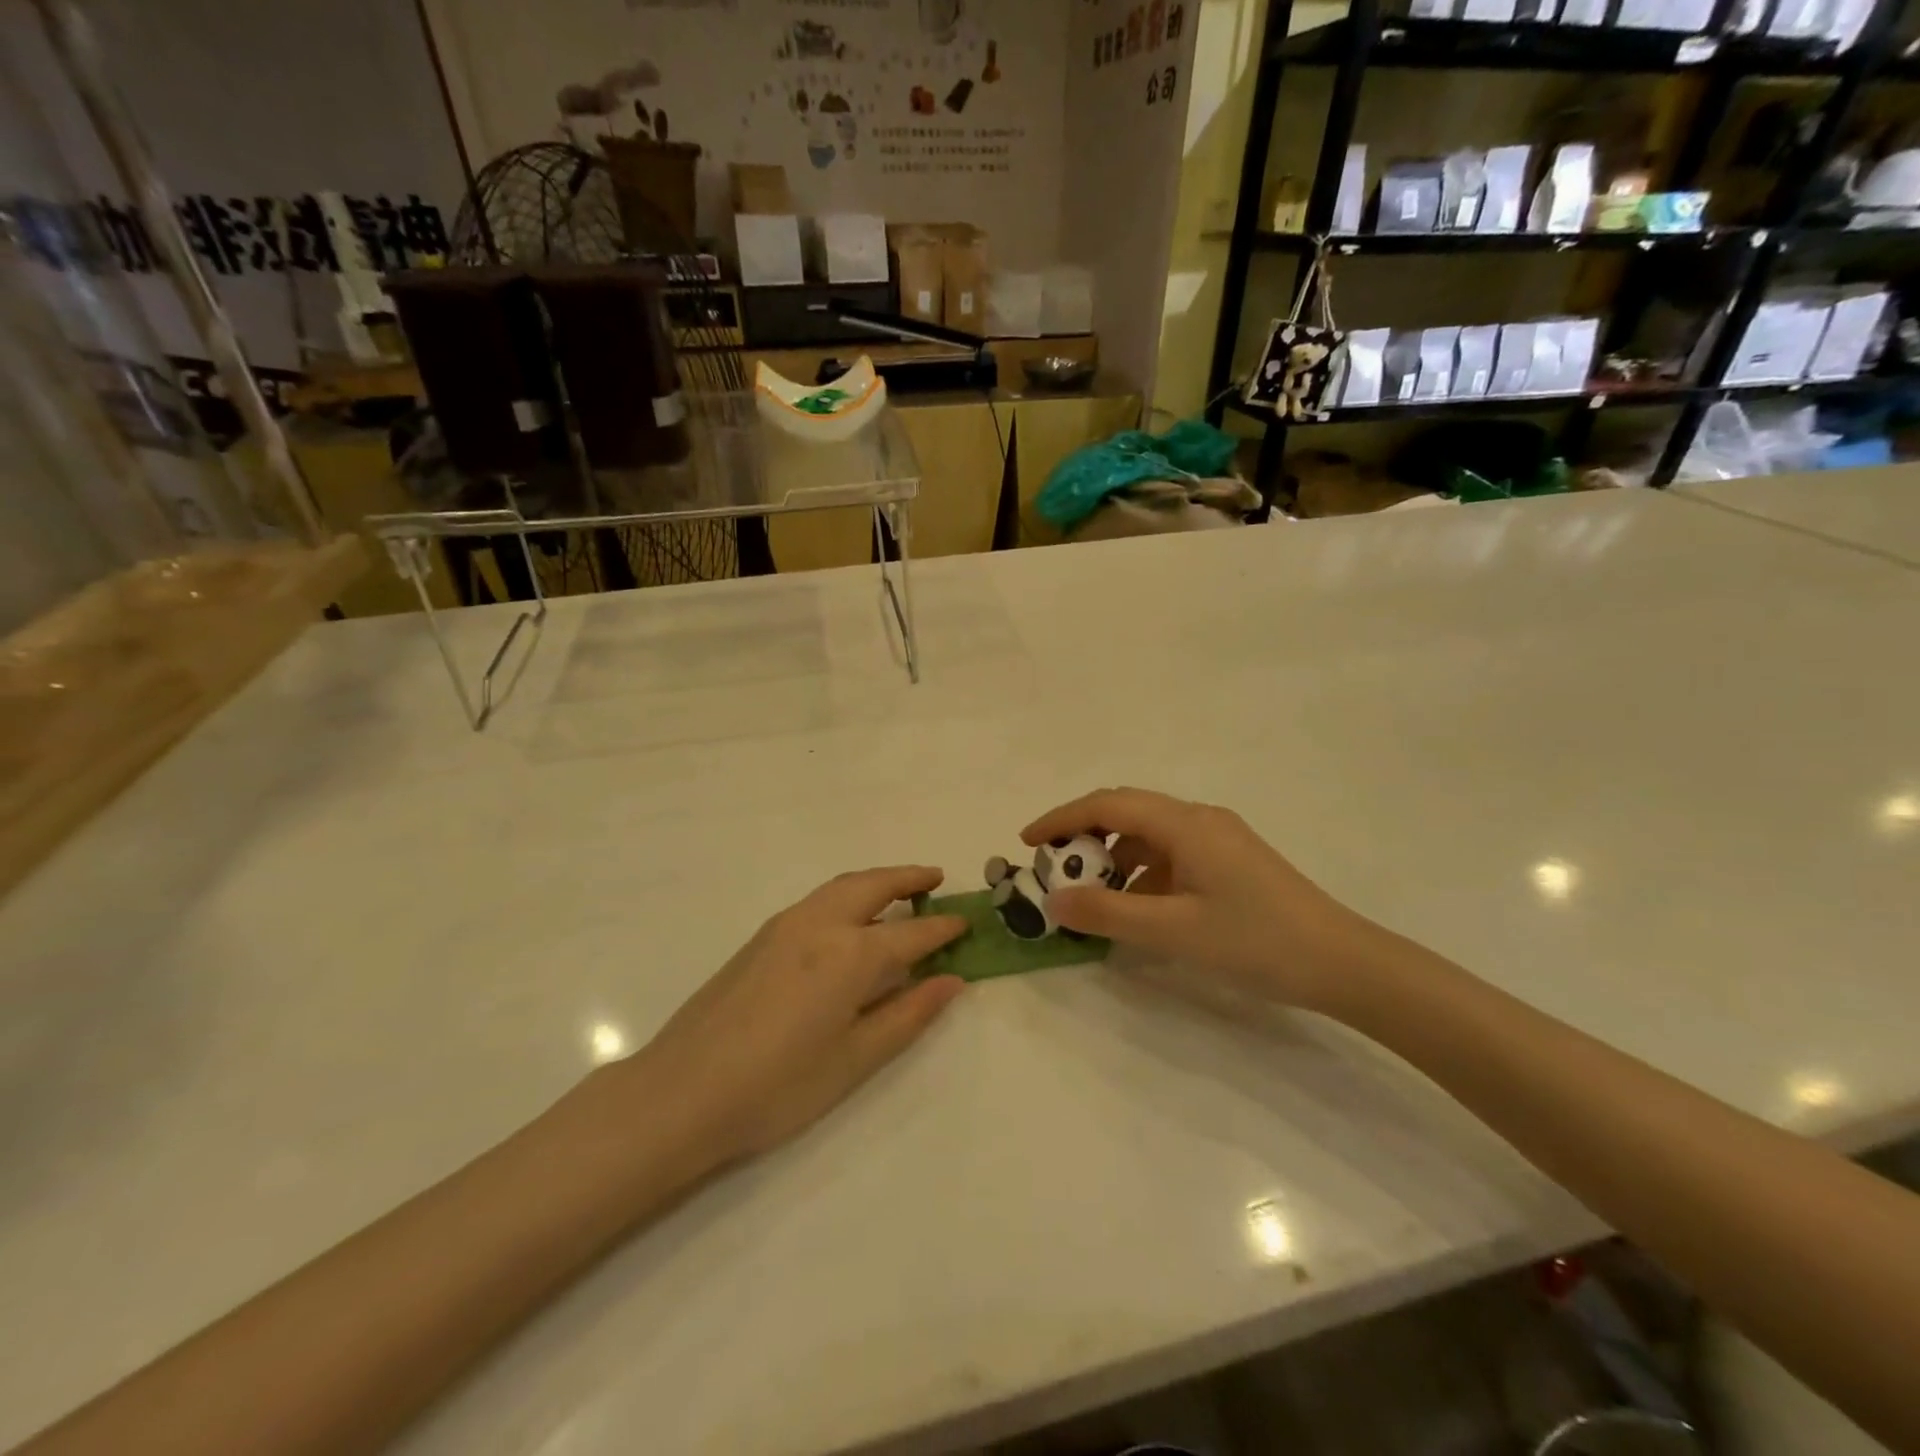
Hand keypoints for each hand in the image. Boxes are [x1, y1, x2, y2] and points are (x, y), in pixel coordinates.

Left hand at [624, 868, 966, 1171]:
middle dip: (909, 877)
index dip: (942, 928)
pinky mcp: (761, 937)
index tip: (966, 922)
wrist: (682, 1093)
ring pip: (842, 886)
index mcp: (850, 954)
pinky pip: (818, 899)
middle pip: (874, 885)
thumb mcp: (855, 1059)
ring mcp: (785, 925)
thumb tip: (951, 980)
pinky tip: (850, 918)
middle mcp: (820, 924)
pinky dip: (847, 894)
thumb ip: (908, 1014)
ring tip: (900, 889)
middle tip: (936, 879)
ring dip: (877, 880)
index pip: (911, 932)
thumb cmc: (779, 1086)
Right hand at [1022, 789, 1376, 1012]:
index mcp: (1185, 824)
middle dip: (1084, 837)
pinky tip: (1137, 911)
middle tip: (1055, 872)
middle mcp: (1199, 819)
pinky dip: (1142, 875)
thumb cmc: (1256, 941)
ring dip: (1113, 860)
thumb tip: (1053, 901)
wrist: (1343, 963)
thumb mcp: (1173, 932)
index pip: (1108, 804)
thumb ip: (1108, 915)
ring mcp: (1218, 840)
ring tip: (1091, 899)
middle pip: (1126, 812)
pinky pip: (1170, 856)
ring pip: (1148, 836)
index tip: (1027, 843)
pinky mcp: (1230, 862)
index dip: (1062, 818)